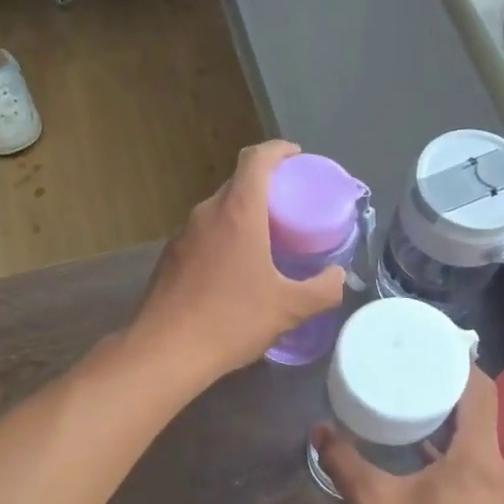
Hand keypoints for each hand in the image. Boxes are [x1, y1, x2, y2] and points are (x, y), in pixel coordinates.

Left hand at [131, 141, 347, 382]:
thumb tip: (338, 276)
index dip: (279, 151)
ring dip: (243, 215)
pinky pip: (203, 235)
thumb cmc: (231, 321)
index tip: (297, 158)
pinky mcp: (170, 258)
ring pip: (219, 211)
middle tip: (291, 209)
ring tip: (267, 240)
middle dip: (266, 187)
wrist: (165, 352)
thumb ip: (323, 289)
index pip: (256, 159)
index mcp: (237, 212)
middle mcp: (206, 214)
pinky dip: (224, 238)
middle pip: (238, 183)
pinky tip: (234, 271)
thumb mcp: (289, 309)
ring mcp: (183, 235)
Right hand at [313, 372, 503, 503]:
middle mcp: (493, 469)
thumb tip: (319, 430)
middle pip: (478, 410)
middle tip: (406, 365)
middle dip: (445, 384)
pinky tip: (410, 450)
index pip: (480, 390)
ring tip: (404, 398)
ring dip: (444, 417)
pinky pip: (467, 462)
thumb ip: (344, 462)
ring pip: (473, 438)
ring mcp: (491, 493)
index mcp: (476, 458)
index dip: (458, 361)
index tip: (426, 344)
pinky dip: (443, 447)